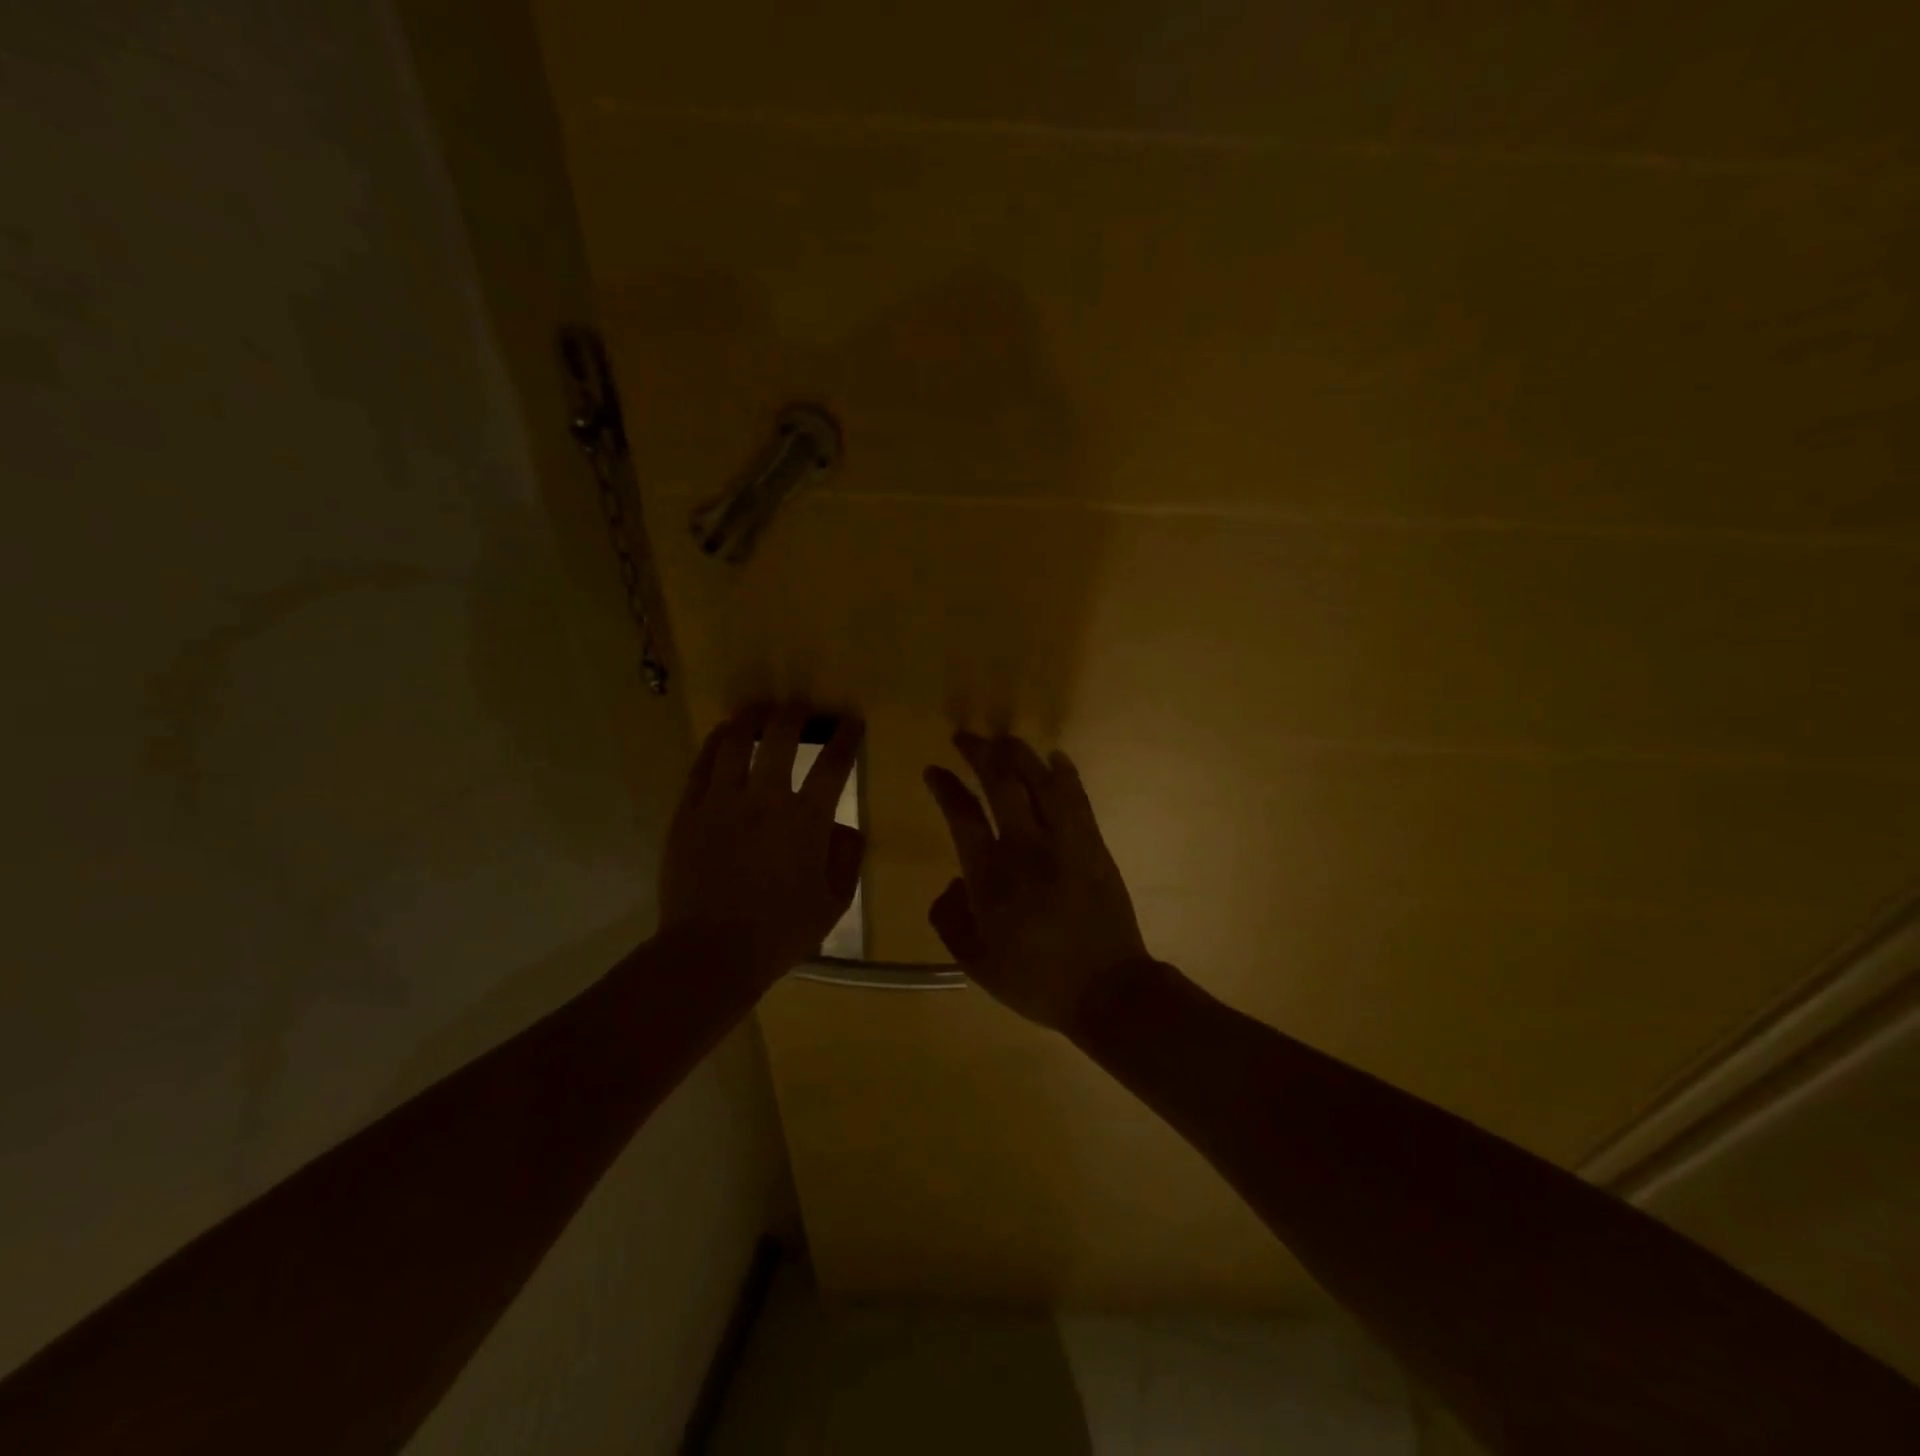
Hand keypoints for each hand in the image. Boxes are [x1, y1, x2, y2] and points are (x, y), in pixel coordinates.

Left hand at [659, 703, 864, 987]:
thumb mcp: (834, 902)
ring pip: (736, 742)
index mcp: (806, 820)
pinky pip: (702, 766)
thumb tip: (845, 828)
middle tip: (801, 706)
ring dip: (751, 718)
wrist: (710, 952)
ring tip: (759, 710)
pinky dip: (716, 743)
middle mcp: (765, 799)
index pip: (833, 763)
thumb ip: (847, 858)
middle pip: (781, 737)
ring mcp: (721, 802)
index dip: (846, 737)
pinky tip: (723, 735)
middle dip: (796, 714)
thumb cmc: (780, 932)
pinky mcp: (689, 812)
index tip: (851, 721)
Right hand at [923, 733, 1149, 1032]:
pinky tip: (1056, 757)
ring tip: (1005, 739)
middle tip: (966, 738)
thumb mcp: (976, 963)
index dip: (946, 787)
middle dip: (980, 753)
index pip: (962, 816)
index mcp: (990, 877)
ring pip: (1039, 782)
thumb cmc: (1036, 980)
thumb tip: (950, 884)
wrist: (1106, 989)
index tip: (934, 770)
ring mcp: (1063, 842)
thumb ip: (950, 920)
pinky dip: (1065, 773)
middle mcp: (1024, 848)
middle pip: (1001, 784)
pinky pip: (1077, 798)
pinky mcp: (1093, 845)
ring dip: (1020, 754)